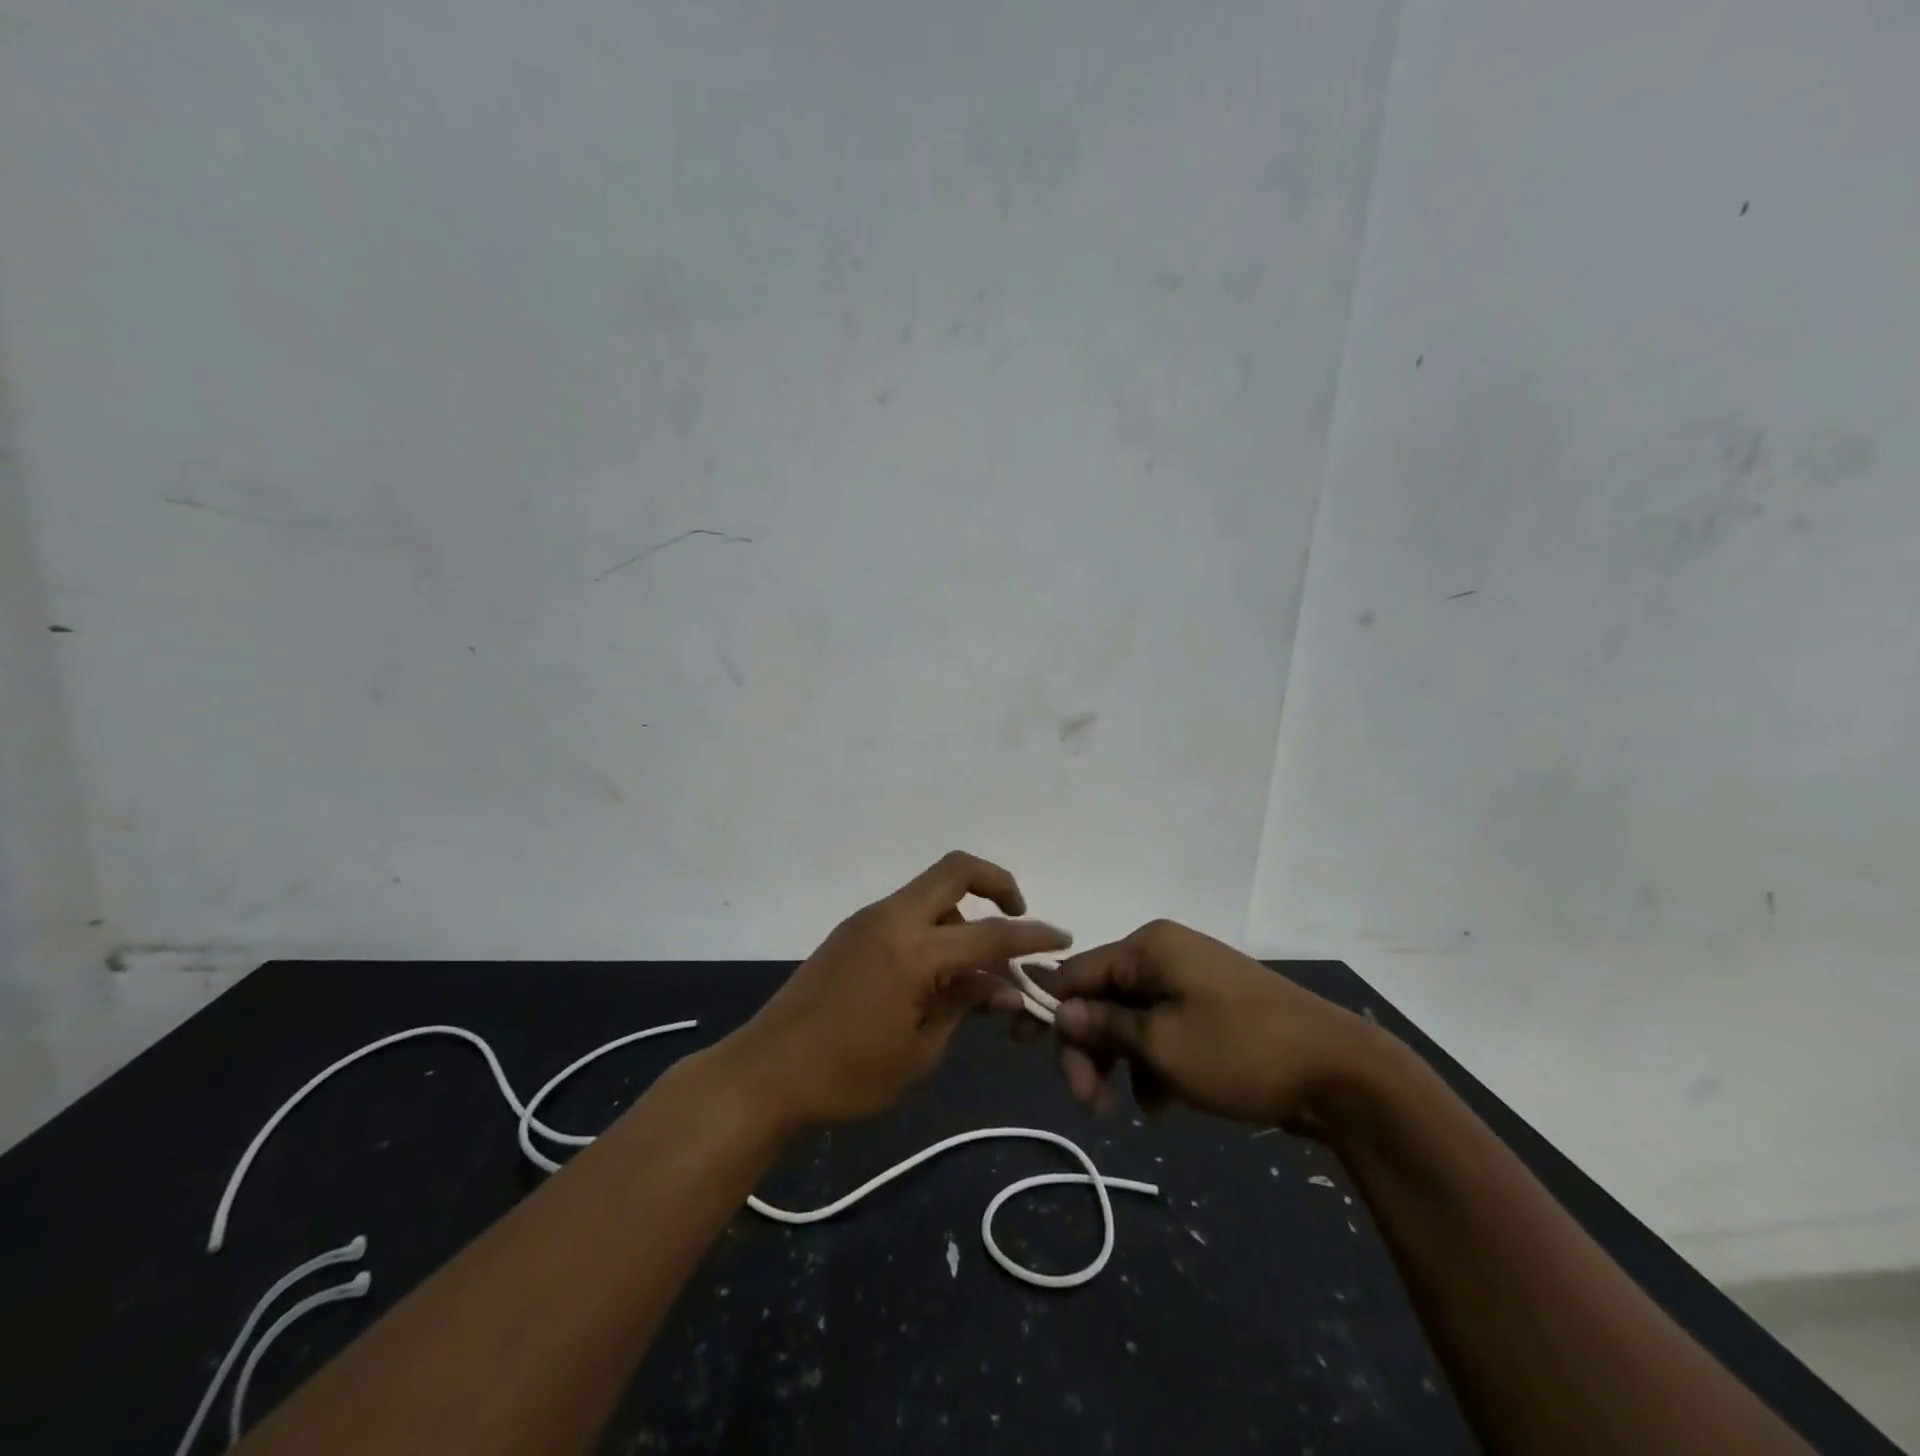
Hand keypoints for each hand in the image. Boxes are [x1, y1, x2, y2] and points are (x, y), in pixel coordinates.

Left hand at [729, 852, 1069, 1128]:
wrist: (766, 1072)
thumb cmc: (848, 1075)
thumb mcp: (920, 1052)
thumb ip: (965, 1007)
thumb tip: (1003, 989)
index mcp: (915, 951)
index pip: (991, 933)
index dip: (1033, 935)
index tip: (1063, 939)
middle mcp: (893, 919)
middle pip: (956, 869)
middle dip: (998, 882)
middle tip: (1017, 915)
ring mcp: (868, 920)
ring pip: (931, 890)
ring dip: (962, 913)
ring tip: (973, 971)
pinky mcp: (851, 931)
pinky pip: (906, 911)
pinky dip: (933, 926)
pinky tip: (935, 972)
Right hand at [1035, 920, 1379, 1128]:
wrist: (1342, 1074)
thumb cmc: (1241, 1051)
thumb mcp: (1163, 1045)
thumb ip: (1104, 1026)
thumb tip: (1059, 1010)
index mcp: (1149, 947)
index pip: (1077, 972)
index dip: (1049, 1010)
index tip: (1021, 1049)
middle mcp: (1165, 953)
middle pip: (1103, 998)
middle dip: (1091, 1049)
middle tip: (1087, 1103)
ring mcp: (1192, 980)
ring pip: (1132, 1020)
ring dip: (1122, 1063)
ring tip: (1132, 1109)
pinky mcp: (1211, 1009)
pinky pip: (1164, 1030)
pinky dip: (1155, 1063)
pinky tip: (1165, 1102)